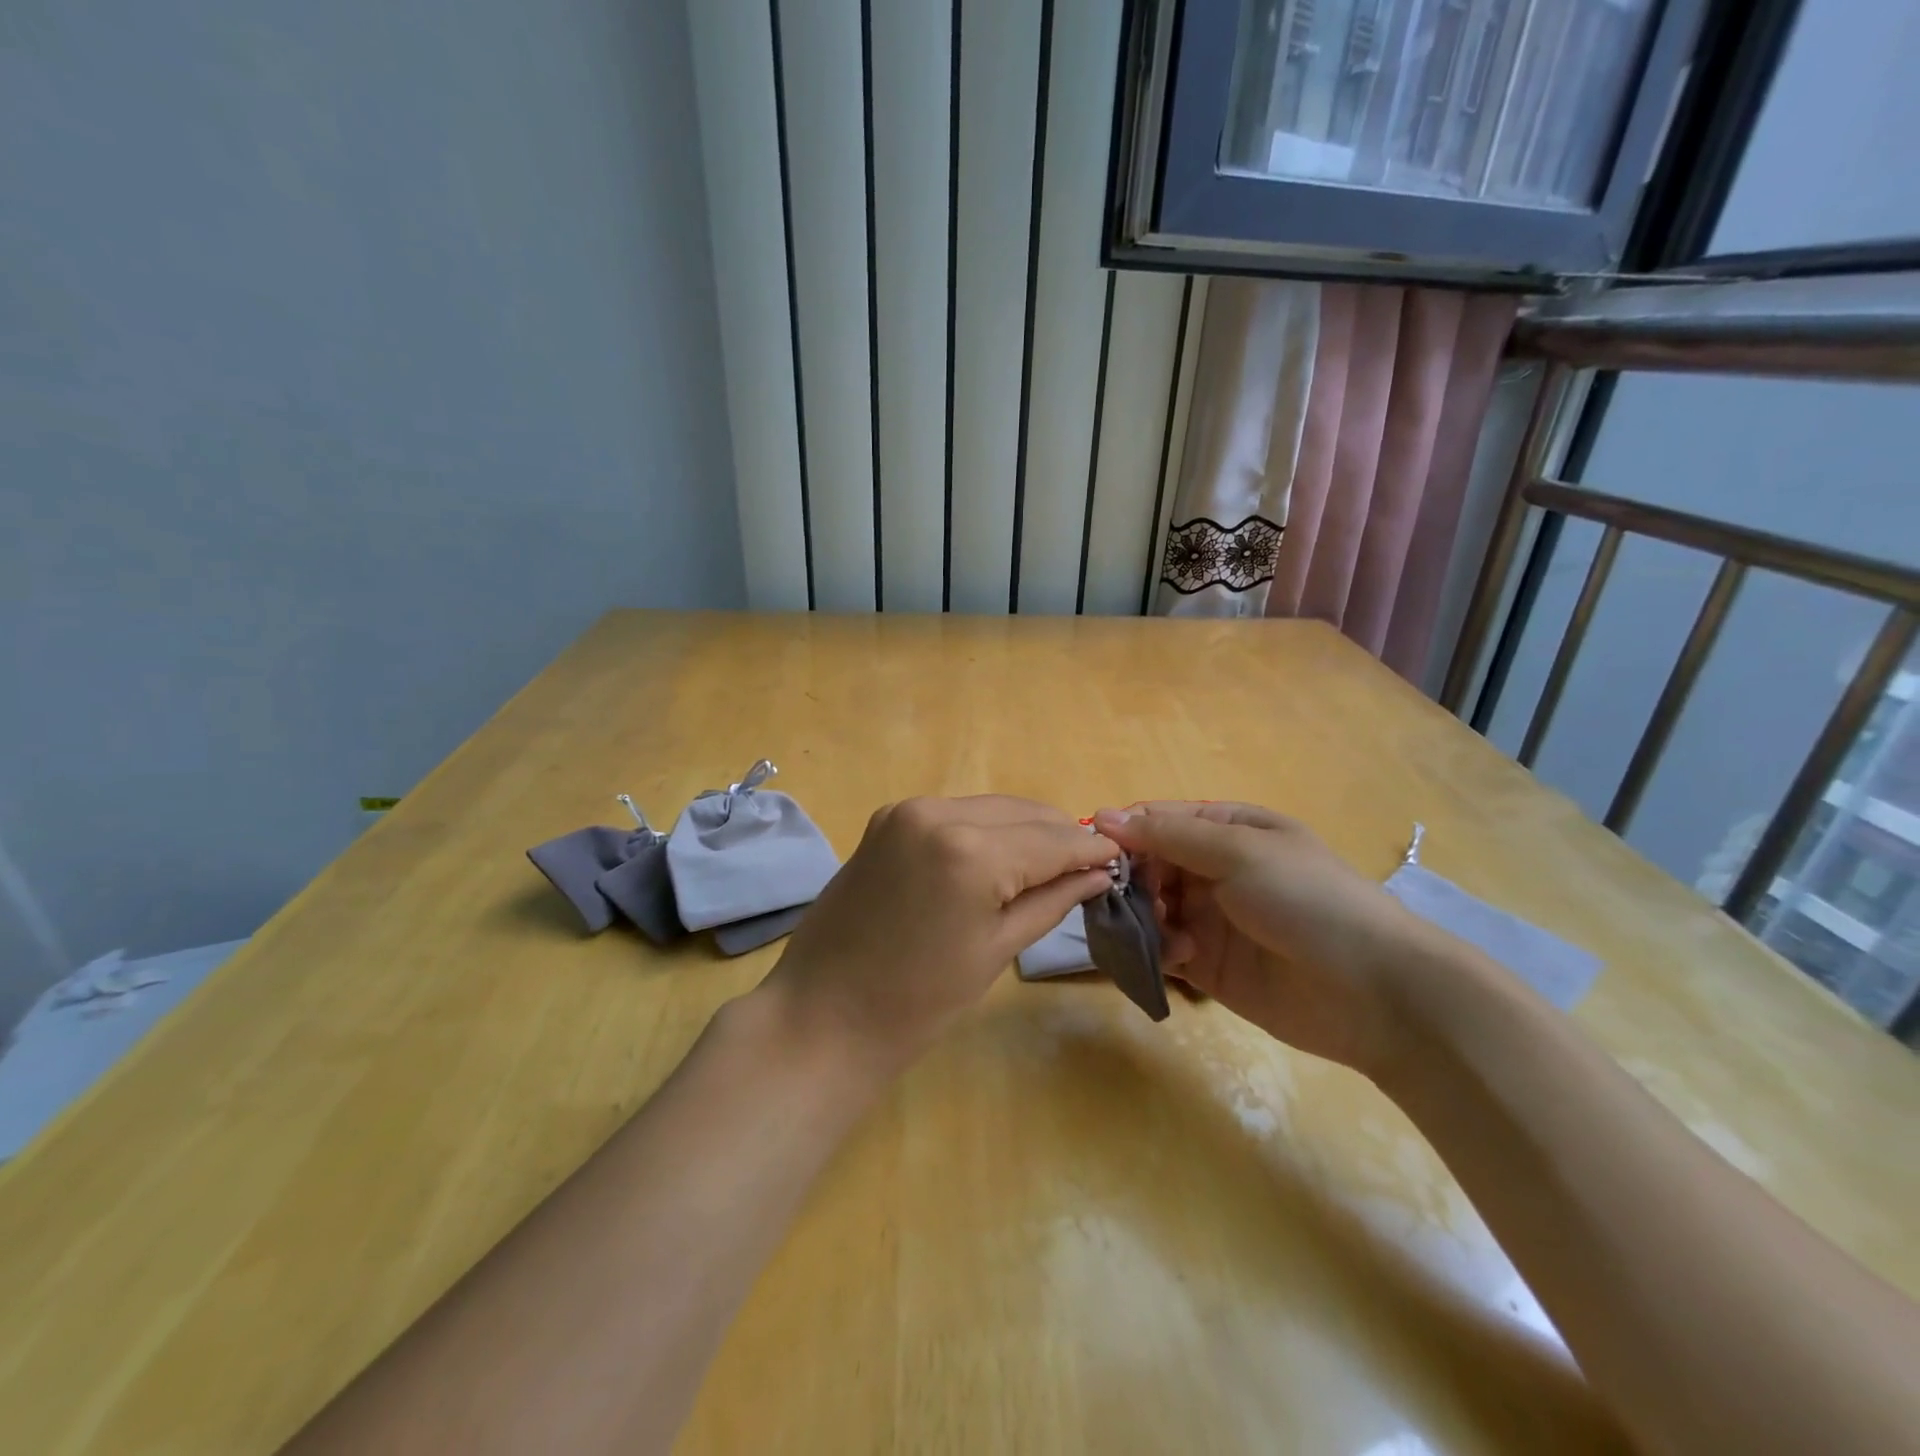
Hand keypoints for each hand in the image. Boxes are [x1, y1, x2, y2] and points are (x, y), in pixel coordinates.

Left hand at [765, 796, 1118, 1070]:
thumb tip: (1098, 873)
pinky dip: (985, 829)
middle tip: (1089, 865)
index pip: (1052, 839)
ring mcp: (908, 810)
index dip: (1090, 849)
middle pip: (1023, 812)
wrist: (823, 1013)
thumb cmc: (918, 1001)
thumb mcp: (996, 949)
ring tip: (1049, 862)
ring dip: (1024, 829)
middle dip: (1060, 836)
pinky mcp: (888, 817)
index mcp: (970, 852)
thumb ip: (1052, 899)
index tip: (1119, 859)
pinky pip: (956, 813)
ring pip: (991, 807)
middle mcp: (938, 813)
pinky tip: (999, 856)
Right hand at [1092, 802, 1434, 1076]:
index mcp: (1228, 828)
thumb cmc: (1307, 899)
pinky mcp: (1208, 966)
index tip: (1095, 850)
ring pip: (1149, 908)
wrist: (1374, 991)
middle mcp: (1214, 869)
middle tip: (1118, 897)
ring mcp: (1210, 918)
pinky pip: (1163, 949)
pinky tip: (1181, 958)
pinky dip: (1160, 951)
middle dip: (1130, 879)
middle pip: (1147, 865)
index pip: (1158, 820)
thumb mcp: (1238, 851)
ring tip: (1160, 931)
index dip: (1125, 832)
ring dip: (1144, 917)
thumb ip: (1168, 835)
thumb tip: (1100, 815)